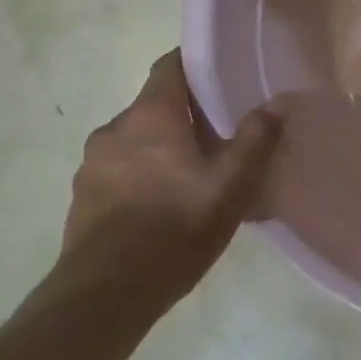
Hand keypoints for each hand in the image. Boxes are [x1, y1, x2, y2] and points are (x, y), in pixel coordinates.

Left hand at [56, 50, 280, 309]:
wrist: (104, 296)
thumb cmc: (175, 228)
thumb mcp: (231, 185)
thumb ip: (255, 140)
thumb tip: (278, 103)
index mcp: (150, 115)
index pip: (170, 64)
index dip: (197, 63)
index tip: (224, 75)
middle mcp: (115, 129)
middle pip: (155, 105)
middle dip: (187, 115)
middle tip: (220, 136)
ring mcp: (92, 164)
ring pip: (137, 140)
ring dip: (163, 148)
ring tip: (194, 176)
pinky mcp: (82, 197)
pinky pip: (120, 170)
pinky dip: (143, 175)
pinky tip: (165, 206)